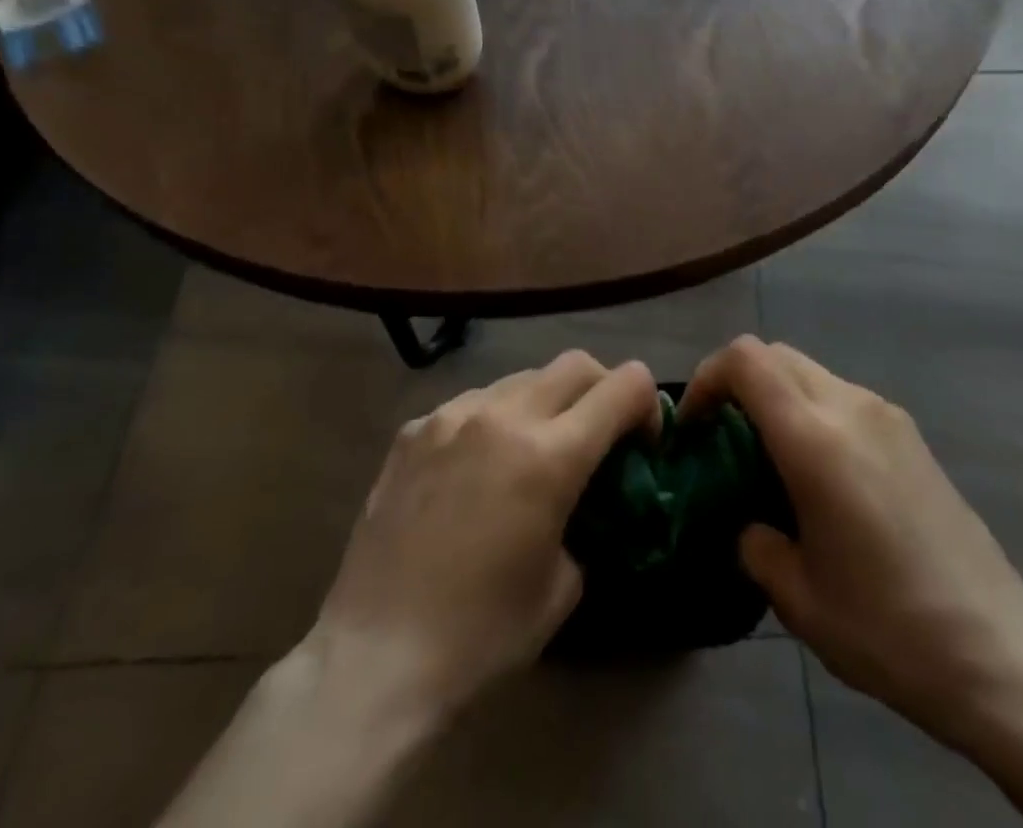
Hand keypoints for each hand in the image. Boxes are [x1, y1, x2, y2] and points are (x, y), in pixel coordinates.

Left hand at [309, 350, 658, 724]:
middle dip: (602, 390)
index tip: (642, 441)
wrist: (375, 659)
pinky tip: (474, 470)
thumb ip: (584, 519)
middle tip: (598, 434)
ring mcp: (452, 415)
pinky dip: (492, 422)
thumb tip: (579, 497)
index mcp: (550, 455)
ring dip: (544, 404)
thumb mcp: (563, 584)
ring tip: (530, 452)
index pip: (623, 386)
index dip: (647, 405)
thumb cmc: (481, 636)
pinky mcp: (413, 429)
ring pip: (521, 379)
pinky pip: (471, 404)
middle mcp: (503, 415)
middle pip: (576, 364)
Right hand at [683, 336, 1022, 746]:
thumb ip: (757, 546)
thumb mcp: (799, 598)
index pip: (746, 361)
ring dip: (777, 397)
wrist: (998, 650)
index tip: (694, 426)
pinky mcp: (910, 434)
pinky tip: (821, 475)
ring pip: (811, 372)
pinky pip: (843, 397)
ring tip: (770, 460)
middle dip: (737, 383)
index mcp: (815, 439)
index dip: (707, 377)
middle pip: (776, 355)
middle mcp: (851, 407)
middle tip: (722, 438)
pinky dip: (812, 411)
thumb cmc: (888, 627)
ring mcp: (887, 415)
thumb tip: (752, 526)